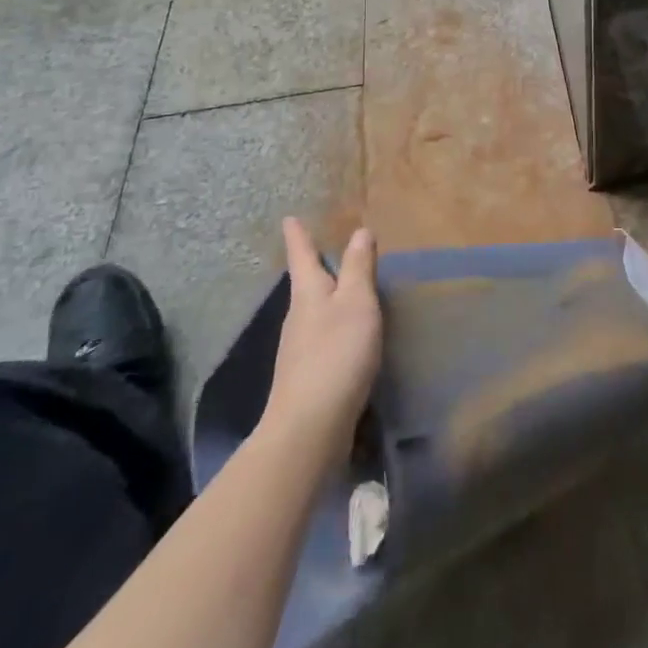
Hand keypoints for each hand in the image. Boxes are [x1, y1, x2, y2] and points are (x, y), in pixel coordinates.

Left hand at [261, 218, 381, 466]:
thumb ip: (359, 268)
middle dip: (314, 268)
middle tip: (324, 252)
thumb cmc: (335, 354)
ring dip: (327, 301)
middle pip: (306, 285)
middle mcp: (298, 318)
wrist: (309, 429)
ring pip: (314, 314)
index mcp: (308, 293)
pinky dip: (334, 331)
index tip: (289, 218)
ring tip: (345, 294)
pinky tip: (349, 342)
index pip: (302, 255)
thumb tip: (359, 231)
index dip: (298, 236)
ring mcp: (299, 351)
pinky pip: (322, 342)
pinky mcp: (307, 379)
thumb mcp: (356, 303)